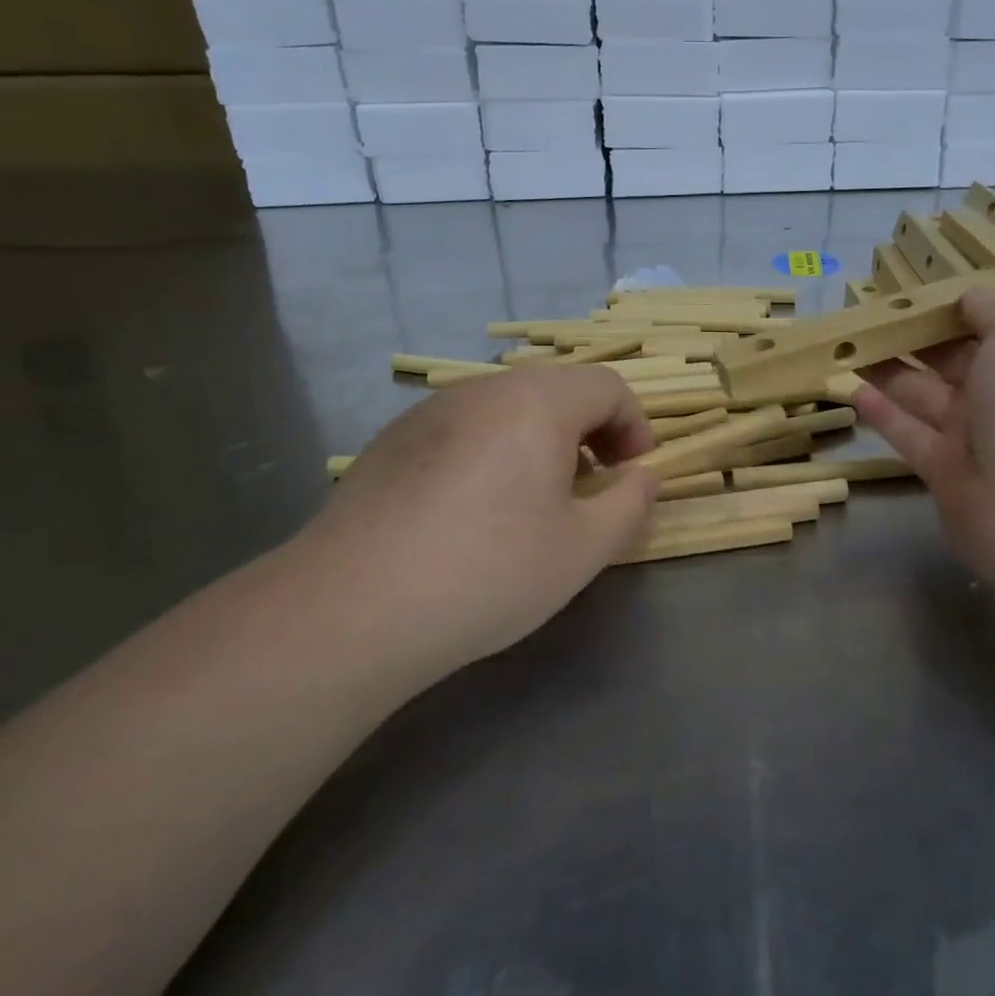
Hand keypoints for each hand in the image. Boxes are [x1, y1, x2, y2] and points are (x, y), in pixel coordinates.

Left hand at [292, 366, 658, 678]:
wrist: (351, 608)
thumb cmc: (487, 572)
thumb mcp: (583, 549)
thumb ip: (630, 503)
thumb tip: (642, 477)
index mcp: (536, 402)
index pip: (607, 387)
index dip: (635, 427)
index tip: (633, 476)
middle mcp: (483, 390)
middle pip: (556, 390)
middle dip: (590, 432)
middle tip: (591, 488)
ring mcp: (430, 412)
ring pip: (507, 408)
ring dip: (540, 441)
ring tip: (534, 503)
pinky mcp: (391, 441)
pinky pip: (463, 429)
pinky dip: (492, 452)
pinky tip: (471, 514)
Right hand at [854, 288, 994, 592]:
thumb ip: (990, 310)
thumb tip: (967, 297)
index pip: (993, 326)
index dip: (954, 309)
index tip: (912, 293)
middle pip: (952, 359)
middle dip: (912, 338)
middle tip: (865, 316)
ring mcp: (977, 437)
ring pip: (924, 395)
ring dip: (887, 370)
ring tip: (846, 346)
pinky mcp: (945, 472)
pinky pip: (909, 434)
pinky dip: (882, 414)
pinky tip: (851, 390)